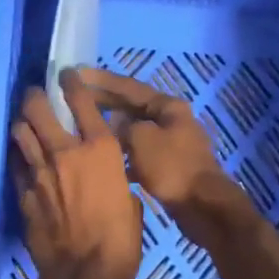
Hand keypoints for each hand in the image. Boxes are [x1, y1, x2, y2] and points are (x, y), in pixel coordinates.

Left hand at [11, 69, 141, 278]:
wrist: (85, 276)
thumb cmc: (121, 242)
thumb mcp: (131, 202)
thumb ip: (115, 180)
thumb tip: (108, 177)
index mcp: (100, 150)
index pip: (83, 102)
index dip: (72, 83)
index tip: (66, 75)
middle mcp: (66, 152)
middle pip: (39, 108)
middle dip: (35, 96)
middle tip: (35, 94)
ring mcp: (39, 172)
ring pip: (20, 132)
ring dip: (22, 124)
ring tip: (25, 123)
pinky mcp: (23, 193)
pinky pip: (16, 165)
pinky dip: (19, 157)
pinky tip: (22, 158)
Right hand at [78, 69, 243, 226]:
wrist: (203, 206)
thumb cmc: (171, 166)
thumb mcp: (141, 138)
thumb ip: (122, 126)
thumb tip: (114, 123)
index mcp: (167, 106)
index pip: (128, 86)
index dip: (101, 79)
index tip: (77, 72)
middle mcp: (170, 119)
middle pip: (131, 106)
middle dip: (104, 101)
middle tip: (74, 98)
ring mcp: (170, 142)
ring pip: (133, 129)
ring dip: (111, 128)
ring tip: (84, 125)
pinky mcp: (167, 165)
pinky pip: (138, 151)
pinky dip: (122, 151)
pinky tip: (104, 157)